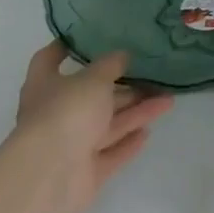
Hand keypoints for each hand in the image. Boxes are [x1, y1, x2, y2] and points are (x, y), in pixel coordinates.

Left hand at [12, 42, 173, 212]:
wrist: (51, 177)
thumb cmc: (66, 112)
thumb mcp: (94, 78)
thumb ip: (111, 65)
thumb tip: (122, 56)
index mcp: (45, 85)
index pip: (49, 60)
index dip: (66, 46)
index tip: (87, 35)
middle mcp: (56, 113)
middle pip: (90, 95)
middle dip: (120, 85)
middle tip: (150, 72)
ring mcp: (71, 144)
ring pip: (107, 123)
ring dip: (136, 111)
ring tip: (167, 99)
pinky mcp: (86, 171)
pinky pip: (111, 152)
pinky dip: (128, 141)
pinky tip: (149, 131)